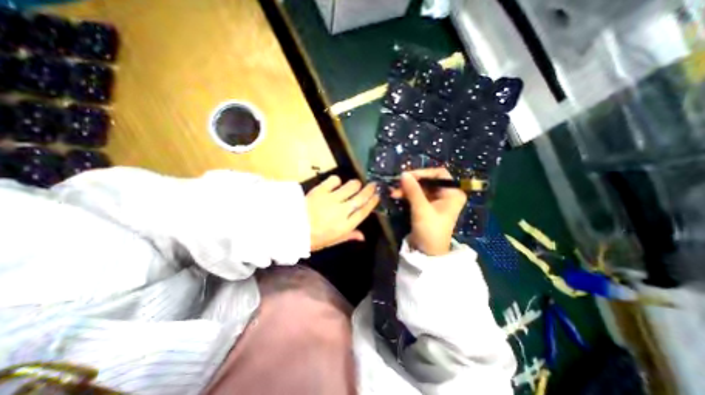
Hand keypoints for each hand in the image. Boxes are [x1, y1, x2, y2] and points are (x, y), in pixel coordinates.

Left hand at [305, 176, 380, 251]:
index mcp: (345, 225)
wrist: (291, 228)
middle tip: (374, 184)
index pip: (364, 211)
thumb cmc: (312, 238)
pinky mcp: (321, 190)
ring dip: (355, 184)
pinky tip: (336, 183)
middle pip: (361, 197)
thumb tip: (363, 236)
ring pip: (351, 186)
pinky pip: (334, 180)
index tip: (378, 196)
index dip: (372, 202)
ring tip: (356, 184)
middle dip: (370, 190)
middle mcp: (342, 211)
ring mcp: (331, 199)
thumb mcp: (332, 241)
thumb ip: (349, 236)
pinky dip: (337, 180)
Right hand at [391, 166, 465, 255]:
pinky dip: (407, 194)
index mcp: (452, 193)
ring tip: (393, 192)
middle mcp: (446, 194)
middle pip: (428, 181)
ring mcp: (436, 200)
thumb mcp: (421, 209)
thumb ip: (413, 190)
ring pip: (420, 188)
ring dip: (407, 189)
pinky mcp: (427, 206)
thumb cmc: (430, 230)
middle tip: (397, 184)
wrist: (428, 252)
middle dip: (412, 182)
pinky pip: (417, 195)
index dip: (423, 173)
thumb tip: (403, 174)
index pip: (439, 174)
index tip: (408, 176)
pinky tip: (397, 195)